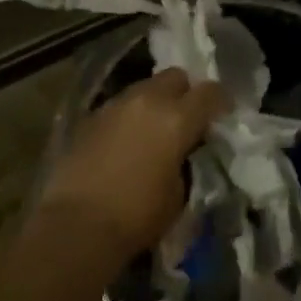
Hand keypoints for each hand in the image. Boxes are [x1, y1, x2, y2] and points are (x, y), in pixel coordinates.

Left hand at [39, 69, 227, 258]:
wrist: (78, 223)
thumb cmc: (137, 216)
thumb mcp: (178, 195)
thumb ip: (185, 162)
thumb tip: (181, 152)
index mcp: (177, 119)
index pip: (209, 92)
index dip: (220, 100)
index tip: (223, 113)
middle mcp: (148, 100)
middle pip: (175, 76)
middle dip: (186, 92)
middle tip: (187, 118)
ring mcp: (117, 103)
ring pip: (146, 86)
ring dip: (156, 101)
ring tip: (154, 129)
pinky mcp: (93, 114)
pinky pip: (121, 104)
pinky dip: (131, 115)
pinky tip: (127, 140)